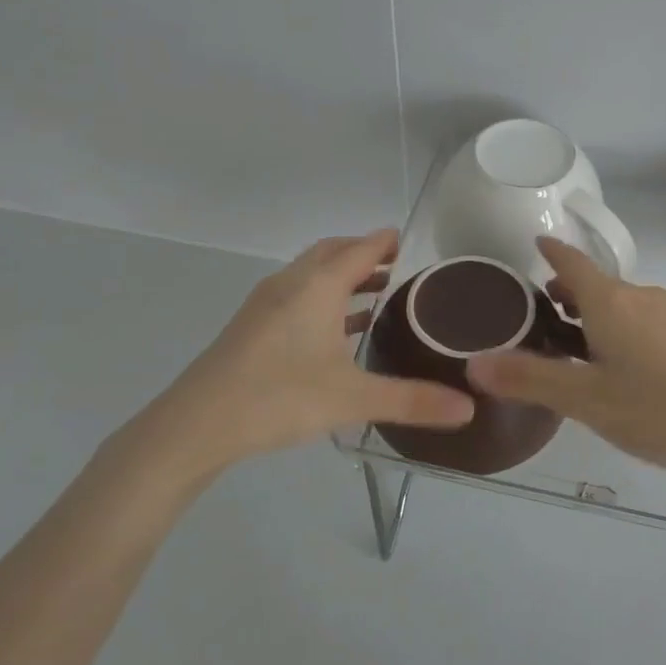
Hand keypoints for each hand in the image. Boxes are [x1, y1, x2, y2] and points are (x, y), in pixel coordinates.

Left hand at [102, 230, 474, 486]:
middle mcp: (290, 284)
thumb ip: (412, 401)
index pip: (360, 249)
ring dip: (341, 276)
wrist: (196, 424)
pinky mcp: (251, 326)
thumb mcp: (353, 399)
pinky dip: (322, 298)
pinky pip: (296, 295)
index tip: (408, 240)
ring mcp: (265, 304)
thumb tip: (469, 409)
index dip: (385, 242)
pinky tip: (334, 330)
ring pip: (310, 274)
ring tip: (374, 294)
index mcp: (317, 287)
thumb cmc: (279, 397)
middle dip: (363, 253)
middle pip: (331, 253)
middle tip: (396, 266)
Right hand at [467, 237, 665, 478]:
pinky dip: (616, 326)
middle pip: (595, 283)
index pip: (572, 262)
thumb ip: (529, 379)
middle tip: (539, 312)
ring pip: (619, 302)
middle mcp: (641, 297)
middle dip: (566, 290)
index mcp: (611, 302)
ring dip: (591, 311)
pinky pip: (640, 319)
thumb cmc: (656, 409)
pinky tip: (616, 364)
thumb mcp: (585, 399)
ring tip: (571, 340)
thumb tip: (474, 363)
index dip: (552, 251)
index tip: (536, 241)